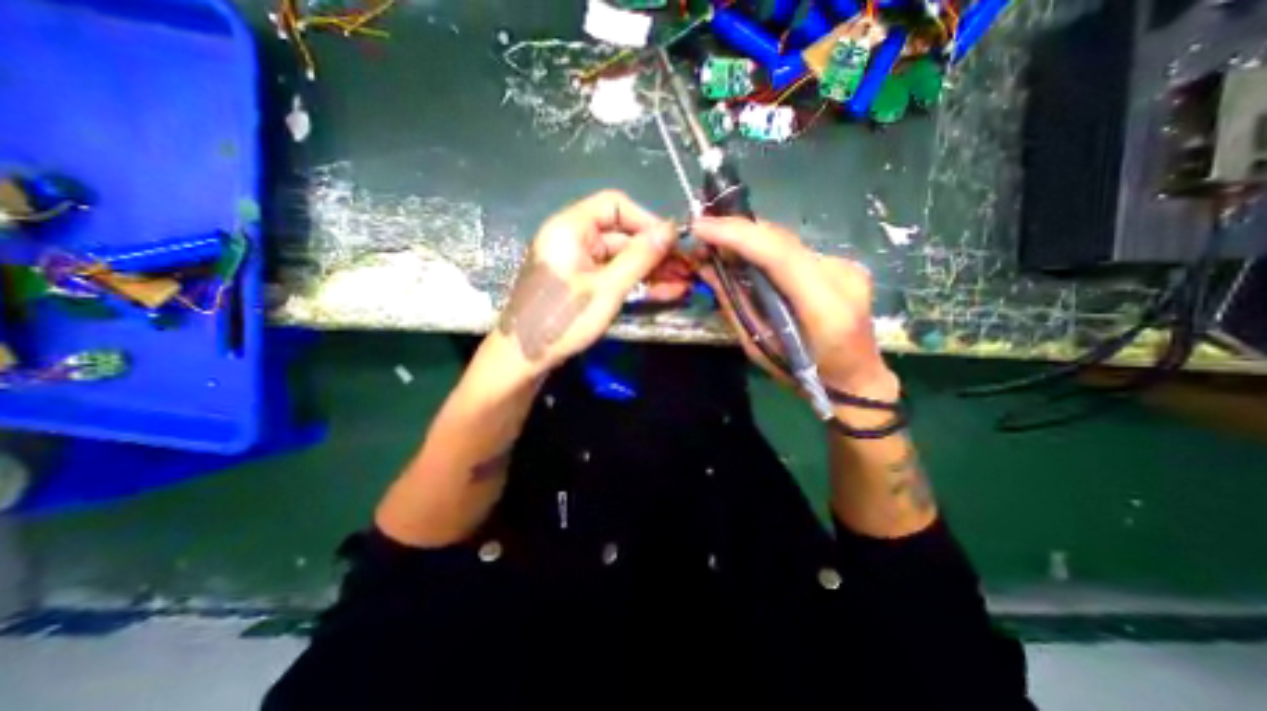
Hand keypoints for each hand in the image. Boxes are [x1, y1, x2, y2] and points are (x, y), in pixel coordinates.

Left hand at [491, 190, 689, 375]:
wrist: (523, 359)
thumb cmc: (562, 319)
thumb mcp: (607, 288)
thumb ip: (639, 257)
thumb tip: (670, 231)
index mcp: (570, 228)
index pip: (615, 206)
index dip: (646, 220)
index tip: (672, 242)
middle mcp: (572, 239)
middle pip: (621, 235)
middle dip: (654, 252)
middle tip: (686, 268)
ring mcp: (576, 263)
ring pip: (620, 258)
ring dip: (650, 270)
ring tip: (682, 283)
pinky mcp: (580, 284)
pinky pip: (612, 276)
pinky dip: (635, 283)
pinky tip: (663, 292)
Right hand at [689, 217, 894, 401]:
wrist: (856, 379)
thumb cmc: (804, 375)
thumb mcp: (759, 346)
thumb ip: (735, 305)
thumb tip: (708, 270)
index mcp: (824, 307)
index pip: (778, 253)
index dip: (736, 235)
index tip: (700, 227)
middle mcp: (841, 275)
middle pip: (782, 239)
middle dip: (737, 231)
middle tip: (703, 234)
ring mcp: (846, 266)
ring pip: (787, 240)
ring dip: (749, 239)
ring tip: (718, 244)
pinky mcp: (842, 264)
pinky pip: (794, 250)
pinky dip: (765, 249)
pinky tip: (748, 258)